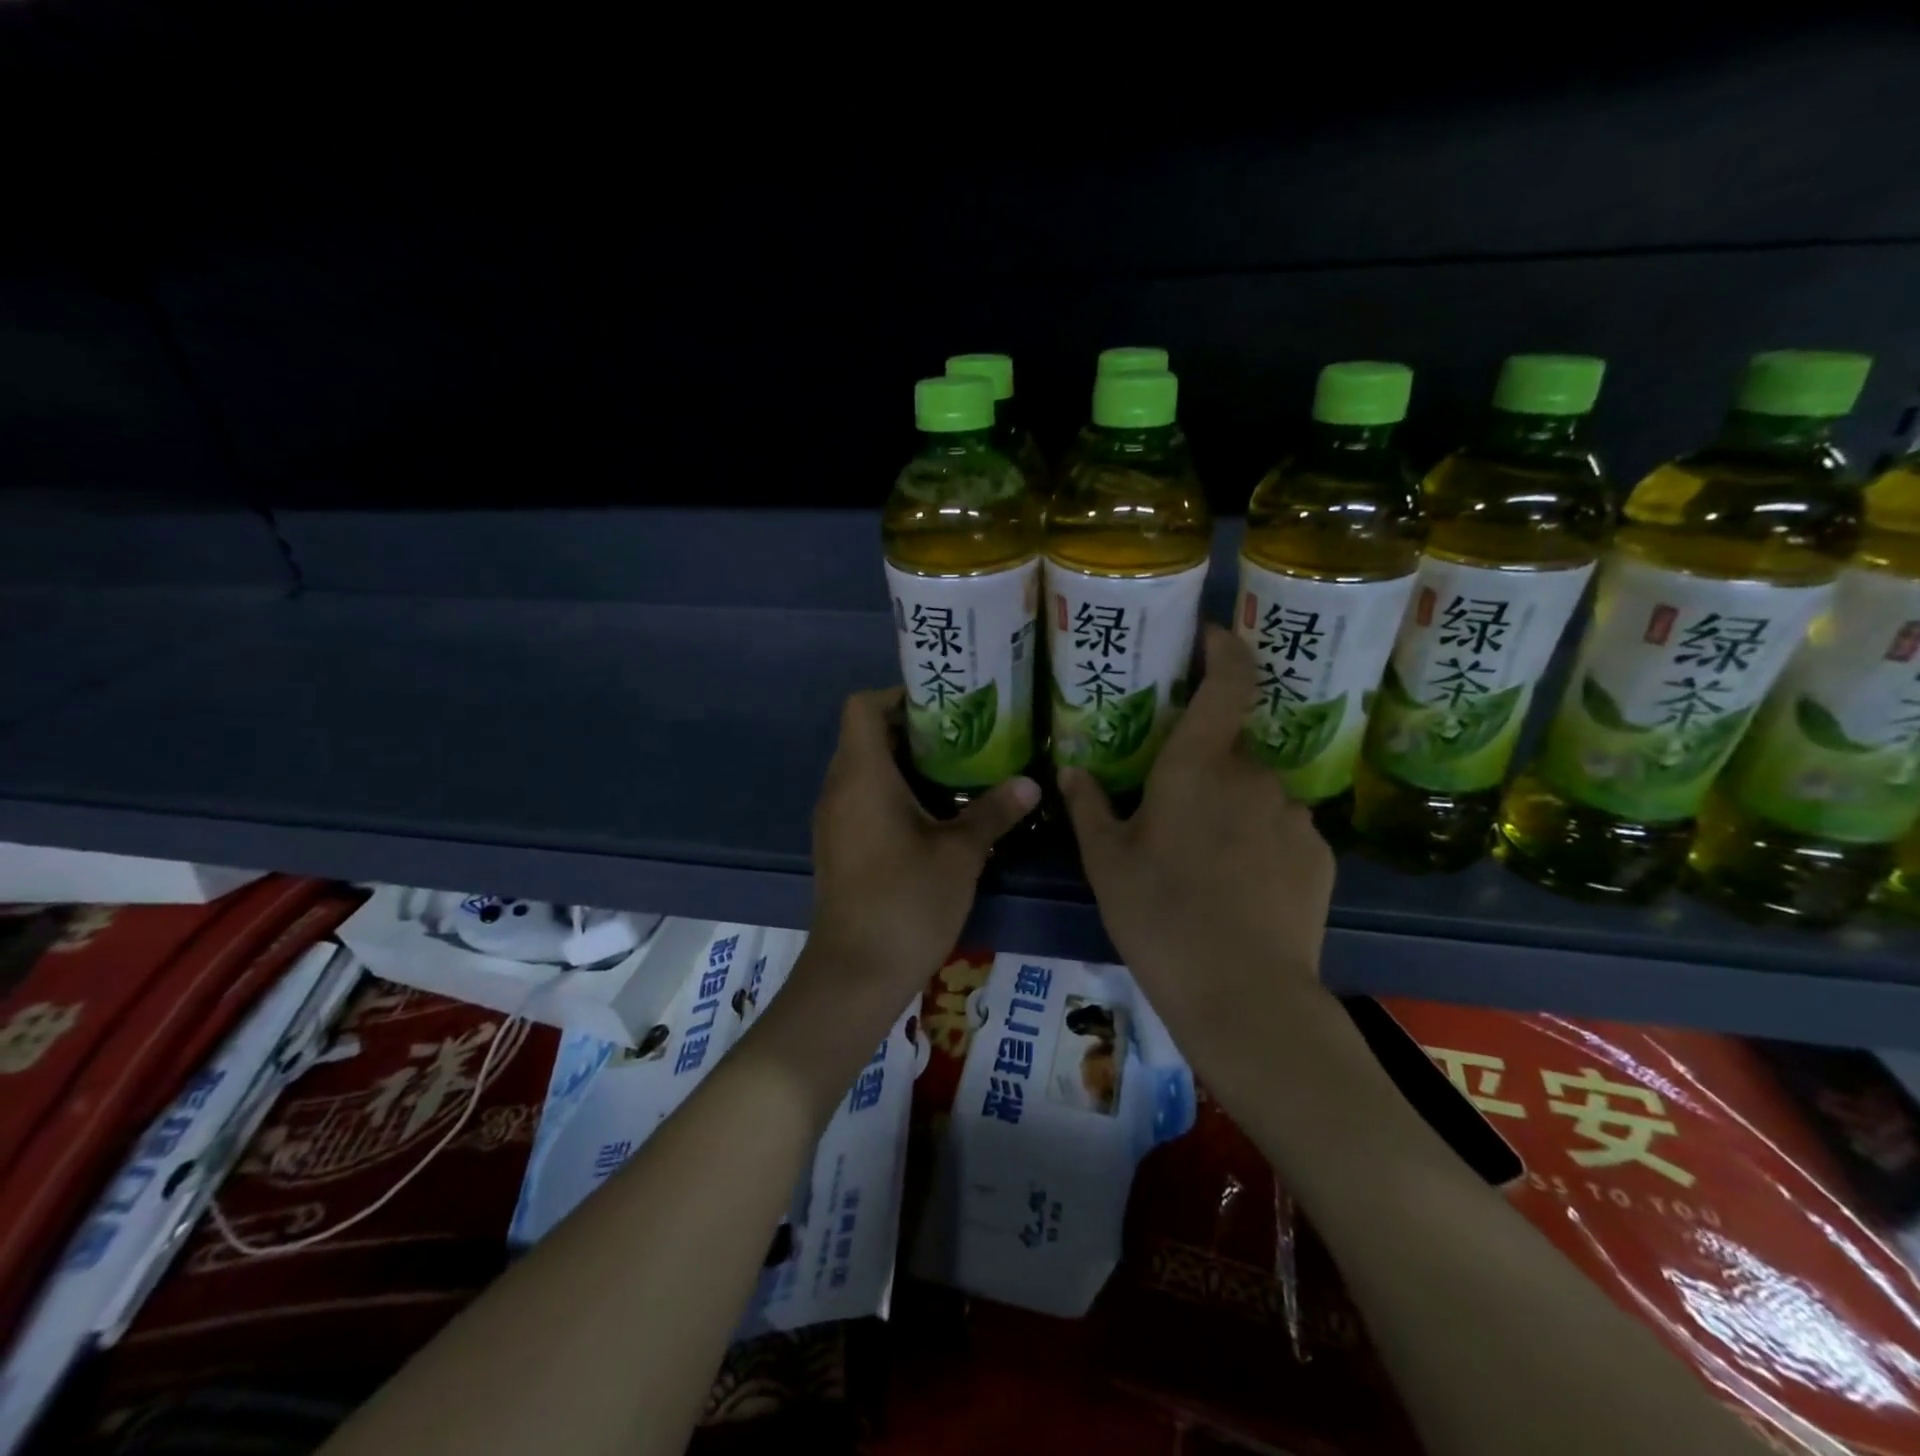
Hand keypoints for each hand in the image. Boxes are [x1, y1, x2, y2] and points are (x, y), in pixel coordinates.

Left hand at [806, 688, 1037, 1008]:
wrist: (855, 974)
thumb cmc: (907, 902)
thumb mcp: (961, 854)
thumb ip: (995, 811)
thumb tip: (1032, 782)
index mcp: (862, 775)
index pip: (863, 707)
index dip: (899, 696)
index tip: (944, 707)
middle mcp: (839, 788)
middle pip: (866, 735)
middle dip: (913, 730)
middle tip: (965, 736)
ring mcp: (834, 819)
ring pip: (865, 769)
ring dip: (906, 764)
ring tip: (959, 770)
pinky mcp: (838, 846)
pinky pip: (862, 799)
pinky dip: (894, 793)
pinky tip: (936, 814)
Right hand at [1059, 626, 1336, 1073]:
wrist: (1244, 995)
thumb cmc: (1160, 916)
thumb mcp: (1107, 863)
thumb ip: (1090, 807)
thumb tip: (1072, 769)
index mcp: (1199, 765)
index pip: (1228, 681)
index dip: (1223, 648)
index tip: (1208, 636)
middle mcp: (1254, 775)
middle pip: (1230, 746)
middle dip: (1204, 761)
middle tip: (1172, 801)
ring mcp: (1294, 815)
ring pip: (1255, 790)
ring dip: (1231, 804)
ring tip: (1204, 856)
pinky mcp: (1320, 855)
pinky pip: (1282, 828)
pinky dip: (1260, 839)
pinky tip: (1240, 885)